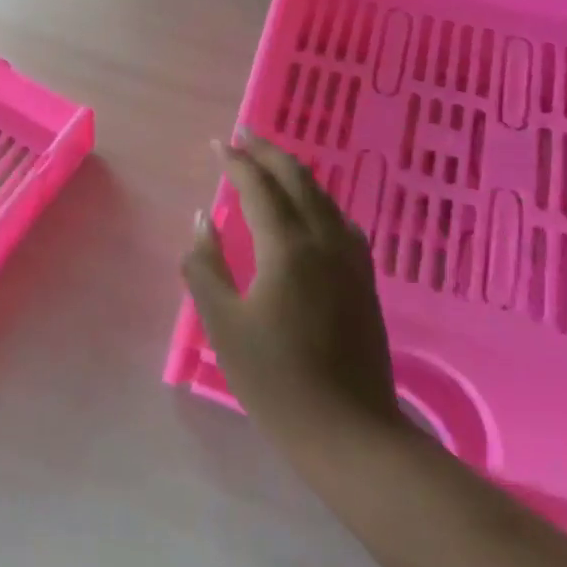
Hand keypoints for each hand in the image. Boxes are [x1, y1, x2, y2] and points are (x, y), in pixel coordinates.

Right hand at [181, 132, 401, 453]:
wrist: (348, 432)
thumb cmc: (275, 378)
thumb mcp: (222, 323)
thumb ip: (205, 265)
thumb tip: (202, 220)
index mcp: (287, 247)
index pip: (259, 186)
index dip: (236, 161)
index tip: (217, 143)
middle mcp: (324, 241)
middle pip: (298, 179)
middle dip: (269, 152)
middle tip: (244, 135)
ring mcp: (351, 260)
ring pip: (323, 197)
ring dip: (295, 173)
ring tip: (271, 164)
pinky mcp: (364, 280)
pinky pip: (338, 220)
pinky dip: (316, 200)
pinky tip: (309, 210)